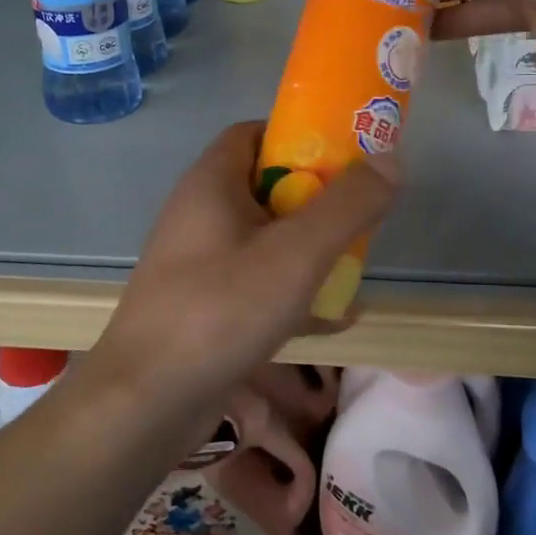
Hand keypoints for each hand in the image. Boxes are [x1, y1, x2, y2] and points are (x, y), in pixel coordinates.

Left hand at [84, 121, 395, 413]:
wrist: (146, 400)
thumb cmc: (220, 311)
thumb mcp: (296, 254)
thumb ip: (347, 206)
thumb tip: (389, 160)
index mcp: (211, 183)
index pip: (254, 133)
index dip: (300, 137)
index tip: (345, 159)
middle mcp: (199, 214)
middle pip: (264, 186)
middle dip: (315, 200)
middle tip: (357, 218)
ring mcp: (197, 262)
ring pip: (263, 240)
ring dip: (307, 250)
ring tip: (352, 268)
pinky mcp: (201, 304)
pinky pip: (254, 284)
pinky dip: (290, 292)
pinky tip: (331, 320)